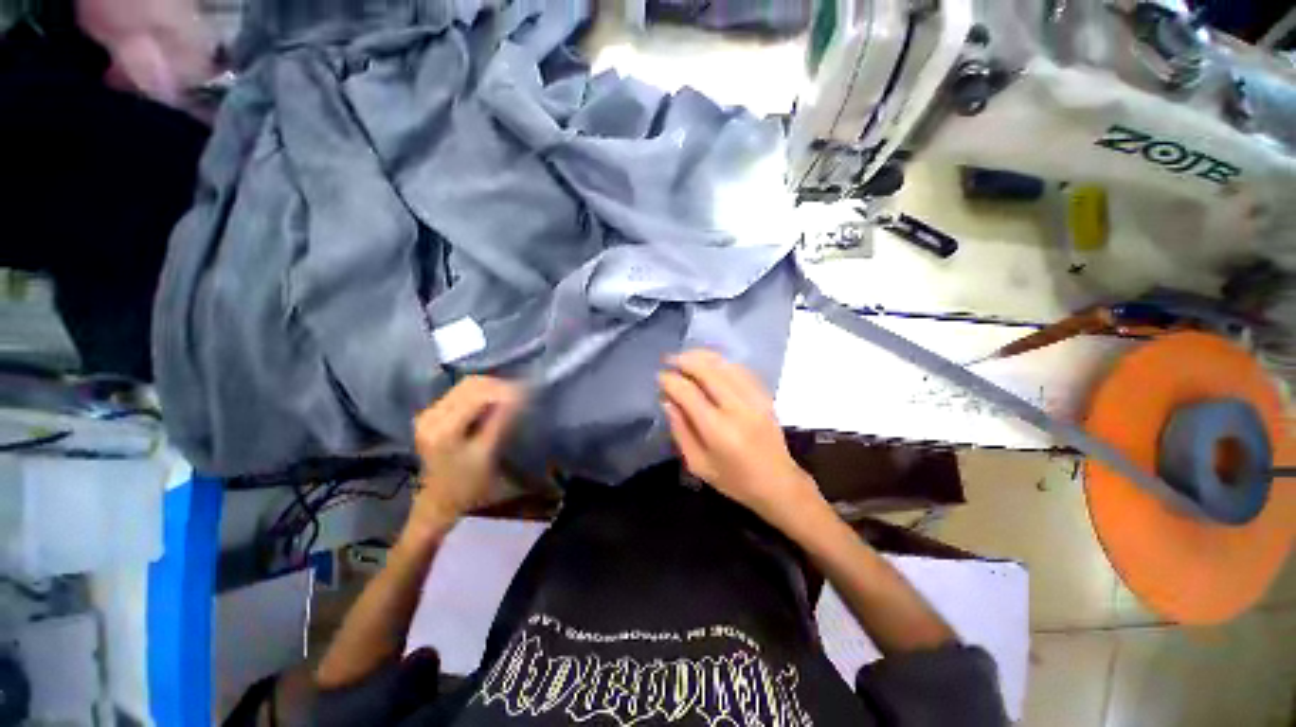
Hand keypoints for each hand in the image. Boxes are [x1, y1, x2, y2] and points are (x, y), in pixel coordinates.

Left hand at [405, 376, 523, 542]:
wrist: (439, 501)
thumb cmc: (468, 483)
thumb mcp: (488, 452)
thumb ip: (501, 420)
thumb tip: (519, 395)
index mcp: (444, 428)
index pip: (478, 394)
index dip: (505, 389)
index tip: (528, 391)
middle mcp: (431, 415)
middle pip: (470, 384)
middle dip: (499, 385)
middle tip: (522, 393)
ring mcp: (428, 413)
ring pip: (465, 385)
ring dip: (491, 387)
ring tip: (511, 397)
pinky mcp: (431, 413)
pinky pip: (460, 392)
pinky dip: (481, 392)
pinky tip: (495, 402)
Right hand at [658, 350, 824, 532]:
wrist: (778, 483)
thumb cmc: (734, 480)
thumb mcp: (698, 463)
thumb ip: (680, 430)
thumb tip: (667, 400)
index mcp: (718, 430)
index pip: (689, 393)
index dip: (671, 380)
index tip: (659, 377)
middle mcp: (738, 408)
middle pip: (708, 371)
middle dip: (685, 360)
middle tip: (669, 360)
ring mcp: (755, 398)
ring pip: (725, 365)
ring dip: (702, 356)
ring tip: (686, 357)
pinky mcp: (765, 395)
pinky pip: (740, 369)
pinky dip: (722, 362)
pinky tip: (710, 363)